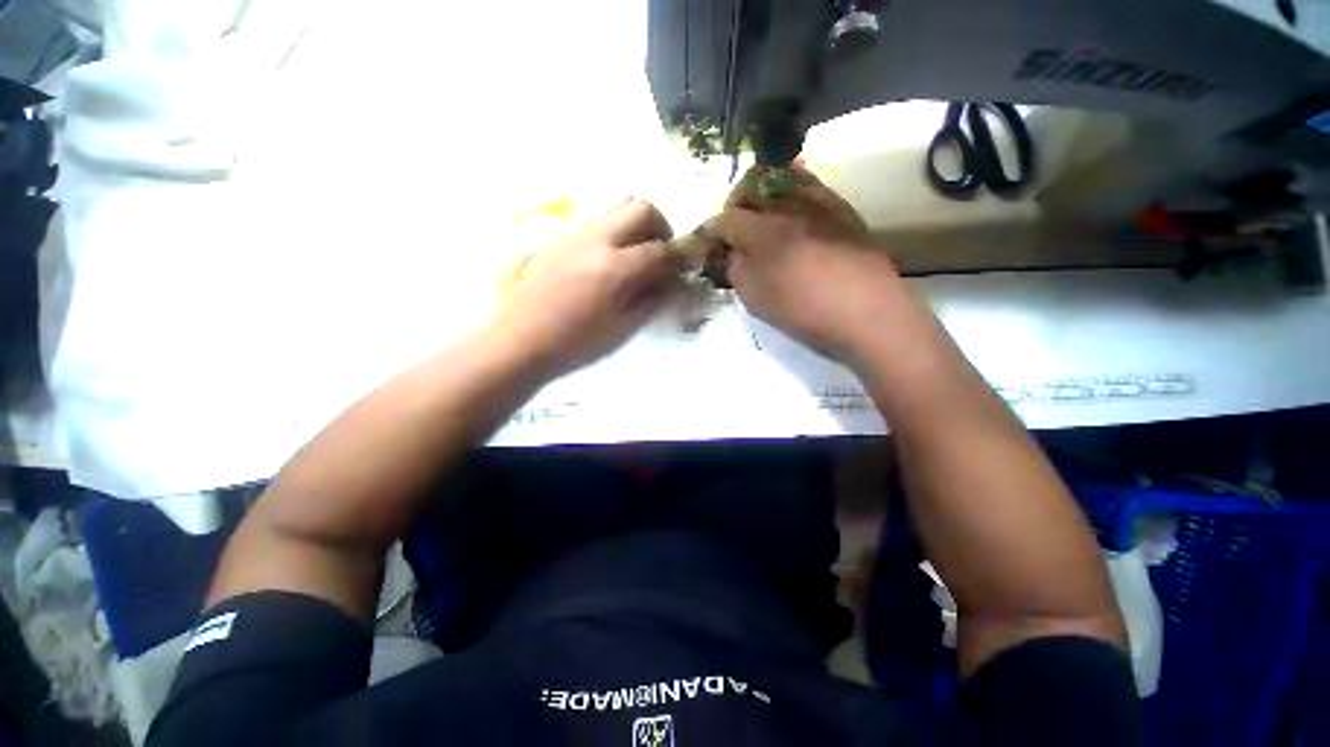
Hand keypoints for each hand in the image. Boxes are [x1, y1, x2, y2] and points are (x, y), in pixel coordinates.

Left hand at [495, 198, 680, 377]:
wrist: (521, 339)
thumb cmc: (575, 343)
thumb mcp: (622, 329)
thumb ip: (652, 301)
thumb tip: (671, 282)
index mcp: (615, 268)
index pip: (660, 250)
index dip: (679, 258)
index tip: (685, 267)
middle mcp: (598, 239)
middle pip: (642, 208)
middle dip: (661, 226)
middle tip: (661, 252)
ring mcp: (575, 232)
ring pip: (617, 203)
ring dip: (636, 220)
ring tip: (636, 249)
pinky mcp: (560, 235)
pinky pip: (595, 215)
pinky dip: (613, 225)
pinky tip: (609, 253)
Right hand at [708, 168, 907, 364]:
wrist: (866, 312)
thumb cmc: (804, 311)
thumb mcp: (756, 300)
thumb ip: (737, 270)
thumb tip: (733, 251)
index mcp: (762, 233)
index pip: (725, 219)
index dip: (711, 229)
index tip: (707, 239)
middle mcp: (787, 207)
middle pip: (751, 184)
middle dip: (735, 201)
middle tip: (733, 224)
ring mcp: (817, 202)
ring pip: (781, 176)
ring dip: (763, 191)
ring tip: (761, 214)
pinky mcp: (840, 207)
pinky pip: (810, 184)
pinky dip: (792, 191)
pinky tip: (791, 212)